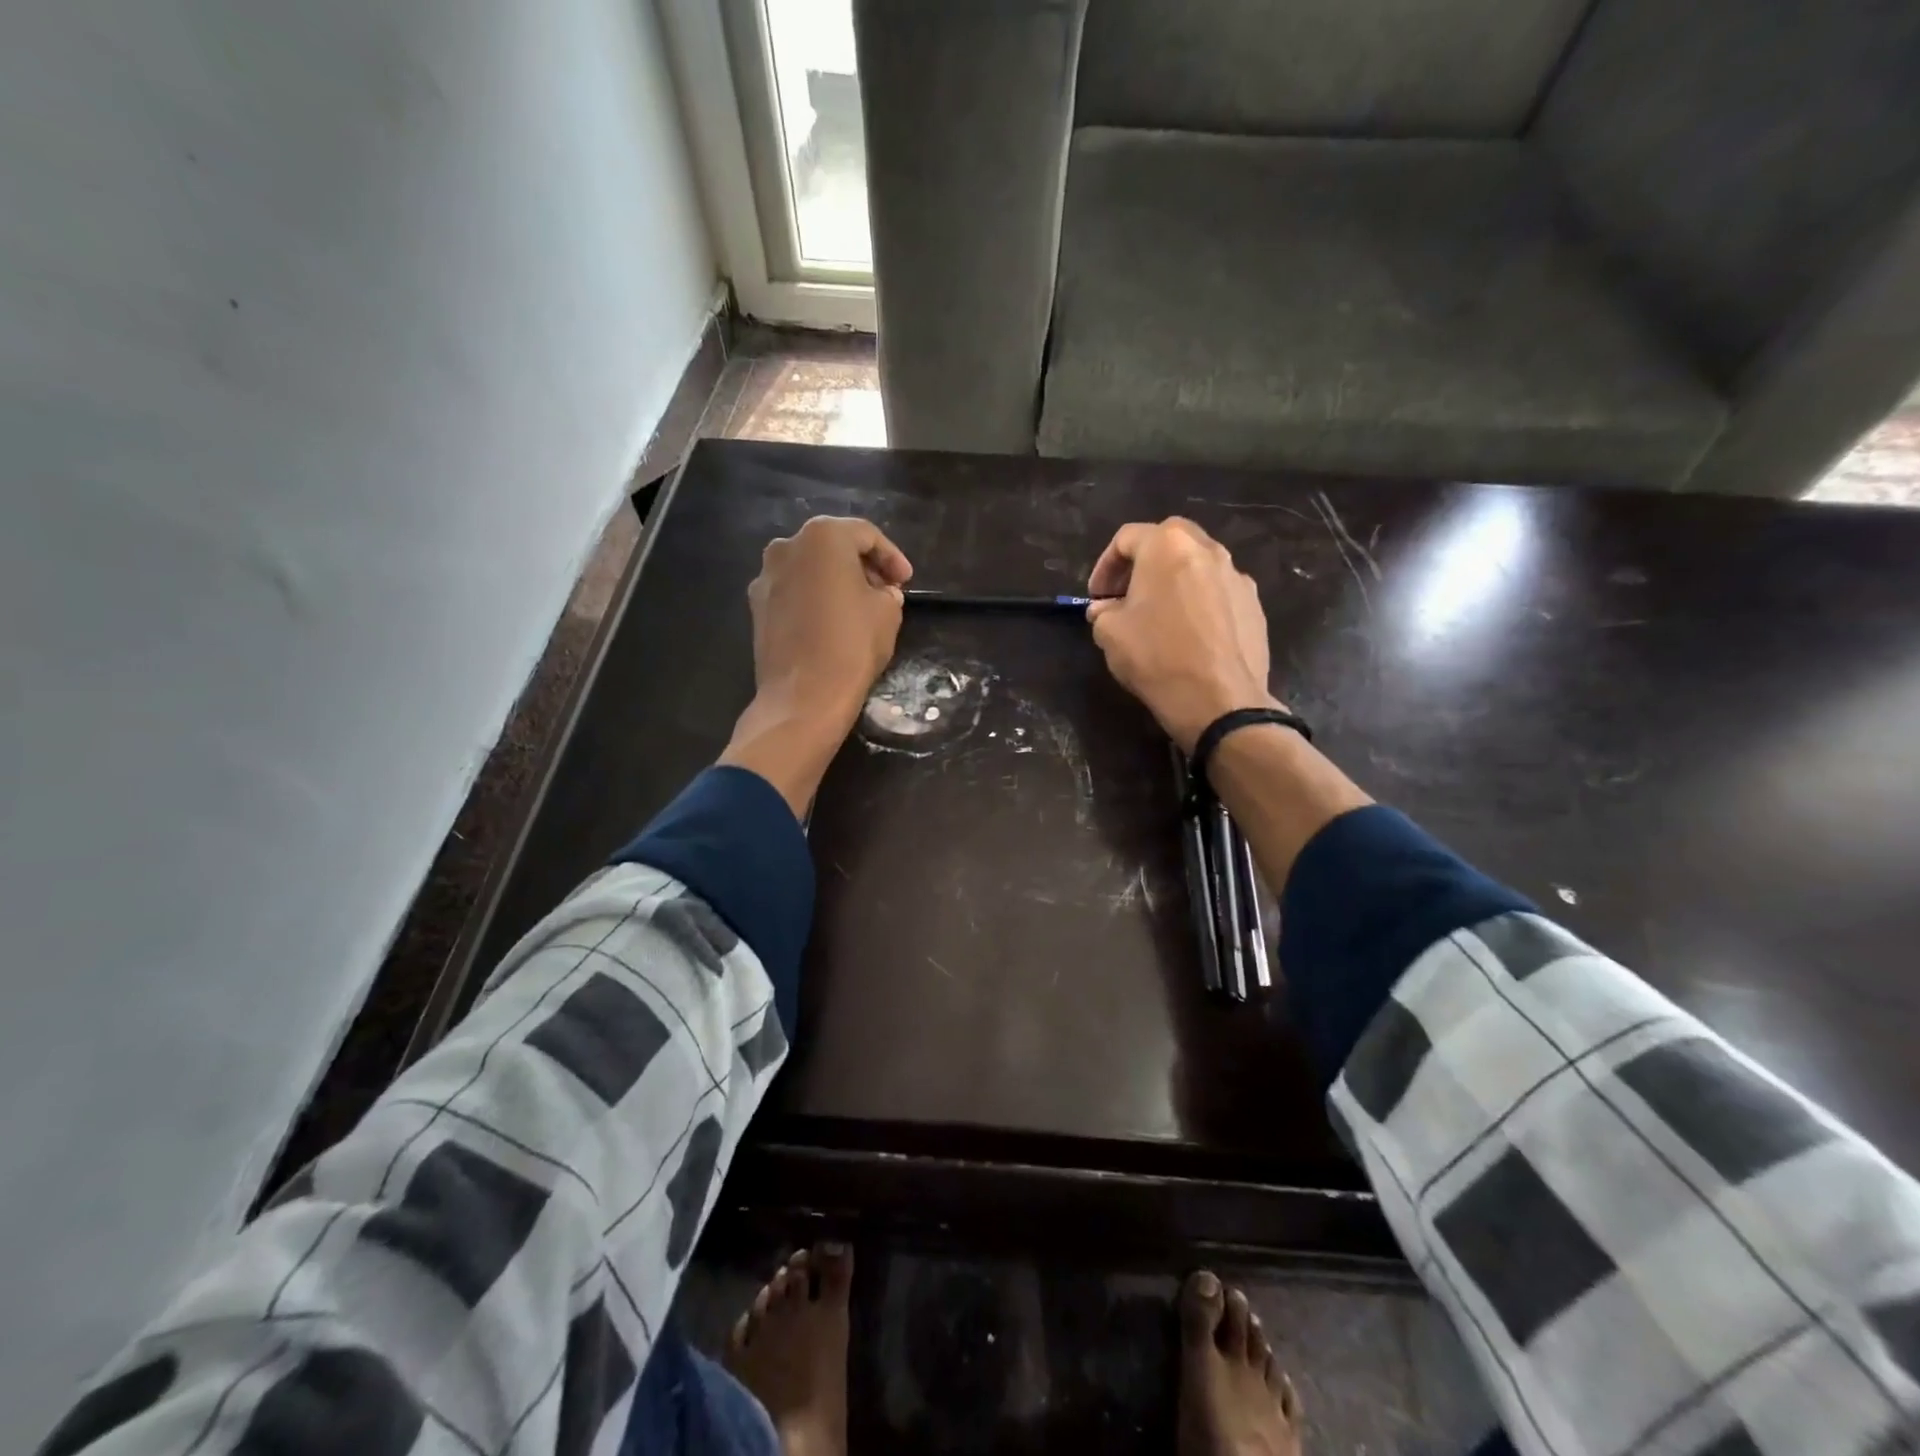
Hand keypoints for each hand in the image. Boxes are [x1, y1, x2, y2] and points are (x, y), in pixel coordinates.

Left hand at [747, 515, 912, 724]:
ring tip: (859, 606)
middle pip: (832, 546)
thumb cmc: (852, 644)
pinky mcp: (757, 607)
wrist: (804, 695)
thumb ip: (887, 591)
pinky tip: (831, 621)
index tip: (906, 580)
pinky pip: (793, 591)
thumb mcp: (888, 612)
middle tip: (885, 589)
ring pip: (809, 568)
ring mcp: (766, 577)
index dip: (891, 556)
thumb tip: (881, 592)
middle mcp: (787, 546)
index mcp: (822, 536)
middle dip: (861, 565)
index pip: (865, 535)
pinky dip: (814, 598)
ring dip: (836, 580)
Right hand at [1085, 518, 1280, 751]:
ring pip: (1198, 565)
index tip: (1096, 597)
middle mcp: (1208, 550)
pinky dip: (1200, 602)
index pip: (1127, 538)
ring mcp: (1238, 576)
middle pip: (1169, 539)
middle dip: (1143, 562)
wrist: (1219, 699)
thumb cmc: (1156, 656)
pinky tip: (1190, 634)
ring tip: (1160, 614)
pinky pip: (1219, 592)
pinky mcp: (1255, 605)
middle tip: (1127, 594)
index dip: (1104, 565)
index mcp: (1167, 546)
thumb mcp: (1109, 634)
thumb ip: (1103, 612)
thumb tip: (1106, 610)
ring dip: (1174, 581)